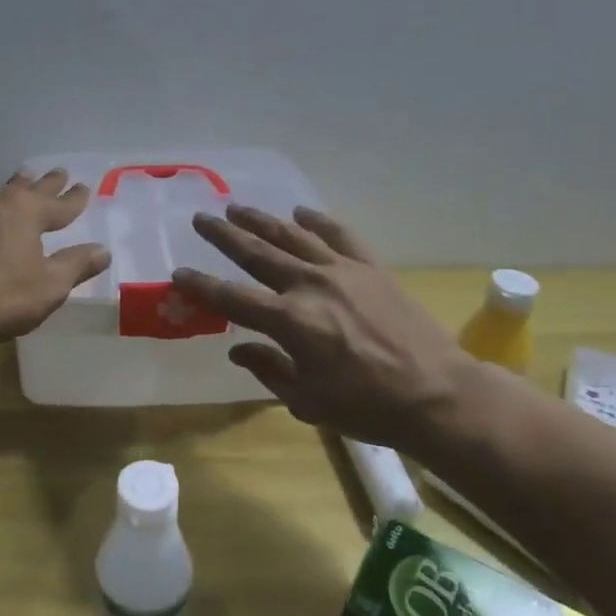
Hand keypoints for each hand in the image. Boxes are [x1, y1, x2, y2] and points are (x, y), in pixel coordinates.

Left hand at [0, 171, 111, 344]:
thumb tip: (102, 250)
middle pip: (28, 188)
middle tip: (59, 172)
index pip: (60, 203)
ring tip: (21, 182)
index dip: (75, 199)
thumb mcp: (48, 287)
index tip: (84, 188)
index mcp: (27, 212)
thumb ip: (76, 266)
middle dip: (46, 182)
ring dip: (13, 188)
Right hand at [171, 205, 473, 451]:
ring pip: (291, 236)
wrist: (436, 394)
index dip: (201, 286)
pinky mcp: (370, 267)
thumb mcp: (308, 402)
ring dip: (261, 220)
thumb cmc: (367, 407)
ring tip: (237, 207)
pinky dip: (317, 221)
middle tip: (201, 219)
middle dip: (224, 235)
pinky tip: (300, 212)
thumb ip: (269, 370)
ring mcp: (342, 271)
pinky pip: (339, 234)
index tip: (179, 274)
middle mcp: (309, 285)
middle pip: (256, 253)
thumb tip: (239, 350)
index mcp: (290, 322)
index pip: (231, 298)